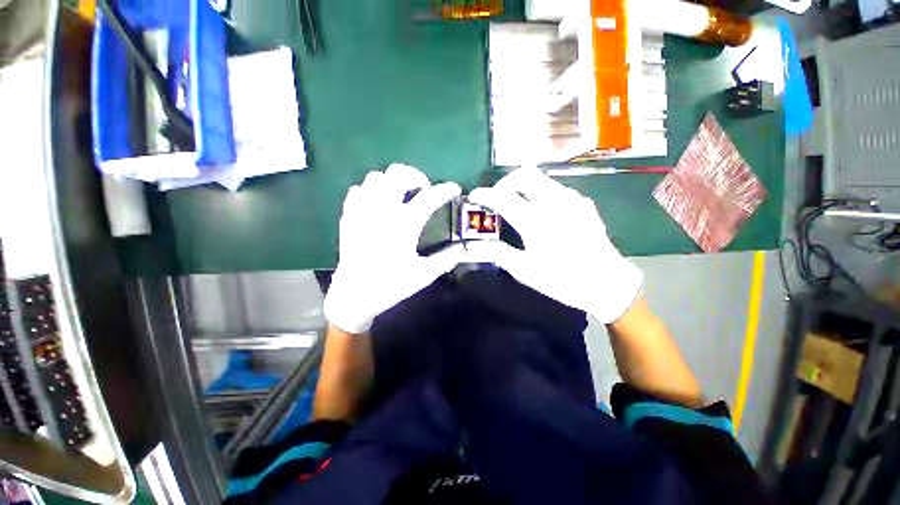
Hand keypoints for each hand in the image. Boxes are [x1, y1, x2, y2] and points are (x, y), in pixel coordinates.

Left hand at [324, 164, 463, 333]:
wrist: (355, 294)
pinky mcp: (349, 216)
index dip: (445, 189)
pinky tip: (377, 204)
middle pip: (398, 174)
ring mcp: (363, 210)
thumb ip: (446, 259)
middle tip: (423, 189)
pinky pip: (358, 190)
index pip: (429, 196)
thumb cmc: (391, 284)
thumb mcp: (424, 275)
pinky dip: (370, 191)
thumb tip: (461, 247)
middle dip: (415, 176)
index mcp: (404, 224)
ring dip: (392, 181)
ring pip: (376, 177)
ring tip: (399, 194)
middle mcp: (383, 210)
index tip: (454, 188)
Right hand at [466, 167, 642, 322]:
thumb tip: (470, 247)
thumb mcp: (524, 270)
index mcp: (536, 223)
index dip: (483, 194)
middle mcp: (554, 204)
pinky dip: (540, 192)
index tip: (473, 196)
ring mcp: (572, 200)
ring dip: (522, 185)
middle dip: (504, 182)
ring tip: (516, 203)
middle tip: (497, 198)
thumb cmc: (562, 280)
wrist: (606, 282)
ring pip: (540, 177)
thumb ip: (497, 253)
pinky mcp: (583, 202)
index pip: (502, 197)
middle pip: (523, 174)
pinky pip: (555, 187)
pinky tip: (541, 210)